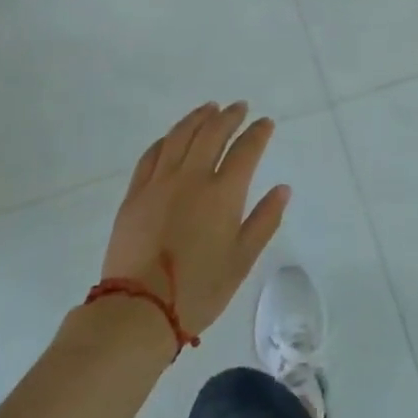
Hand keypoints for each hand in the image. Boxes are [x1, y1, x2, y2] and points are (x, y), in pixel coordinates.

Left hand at [98, 102, 290, 338]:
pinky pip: (152, 155)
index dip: (258, 133)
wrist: (139, 310)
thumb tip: (283, 189)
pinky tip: (173, 136)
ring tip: (209, 108)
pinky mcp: (135, 194)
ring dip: (197, 118)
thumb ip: (264, 220)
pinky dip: (167, 139)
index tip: (266, 123)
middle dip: (229, 117)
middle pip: (212, 134)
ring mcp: (159, 183)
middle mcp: (191, 178)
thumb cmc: (200, 289)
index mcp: (222, 193)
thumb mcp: (242, 259)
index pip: (245, 150)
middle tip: (239, 107)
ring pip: (180, 136)